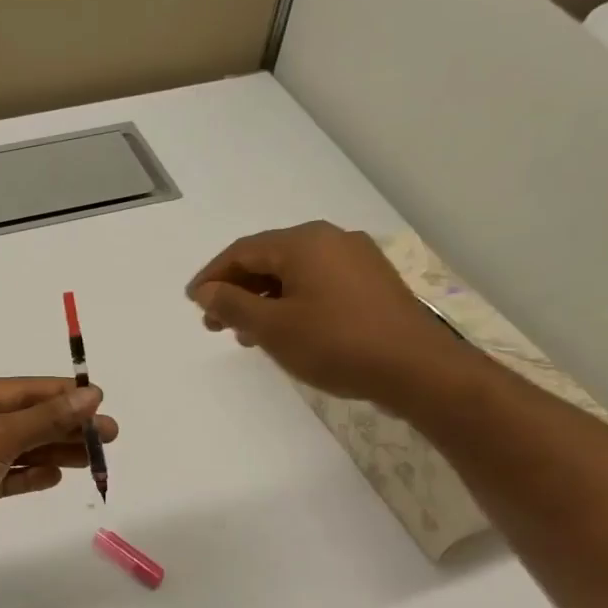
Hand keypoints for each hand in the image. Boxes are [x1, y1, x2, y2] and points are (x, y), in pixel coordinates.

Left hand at [0, 378, 119, 568]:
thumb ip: (46, 417)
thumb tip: (90, 395)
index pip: (25, 390)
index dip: (63, 395)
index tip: (100, 401)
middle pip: (27, 419)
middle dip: (67, 426)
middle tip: (109, 435)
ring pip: (22, 449)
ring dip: (55, 450)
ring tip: (93, 458)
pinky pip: (9, 477)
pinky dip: (31, 475)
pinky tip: (56, 476)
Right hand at [187, 222, 469, 410]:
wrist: (415, 368)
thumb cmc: (335, 344)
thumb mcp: (273, 328)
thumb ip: (233, 305)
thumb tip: (206, 291)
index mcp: (304, 242)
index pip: (242, 251)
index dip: (212, 276)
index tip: (192, 302)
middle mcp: (331, 240)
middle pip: (269, 259)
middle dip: (237, 290)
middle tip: (214, 323)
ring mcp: (356, 260)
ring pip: (294, 274)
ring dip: (263, 300)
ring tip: (245, 333)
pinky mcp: (372, 284)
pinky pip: (318, 284)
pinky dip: (292, 302)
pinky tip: (285, 331)